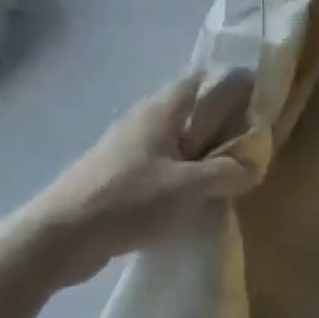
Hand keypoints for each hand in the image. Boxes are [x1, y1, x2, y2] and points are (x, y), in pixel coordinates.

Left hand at [15, 72, 255, 290]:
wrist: (59, 237)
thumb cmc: (127, 200)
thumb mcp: (187, 187)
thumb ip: (226, 173)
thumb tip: (252, 166)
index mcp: (160, 111)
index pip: (200, 79)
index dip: (230, 82)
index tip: (259, 97)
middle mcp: (143, 122)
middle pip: (190, 109)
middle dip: (221, 120)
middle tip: (252, 139)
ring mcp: (128, 150)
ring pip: (176, 140)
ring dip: (203, 150)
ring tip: (230, 169)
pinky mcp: (119, 177)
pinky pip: (162, 165)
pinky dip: (184, 172)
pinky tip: (196, 195)